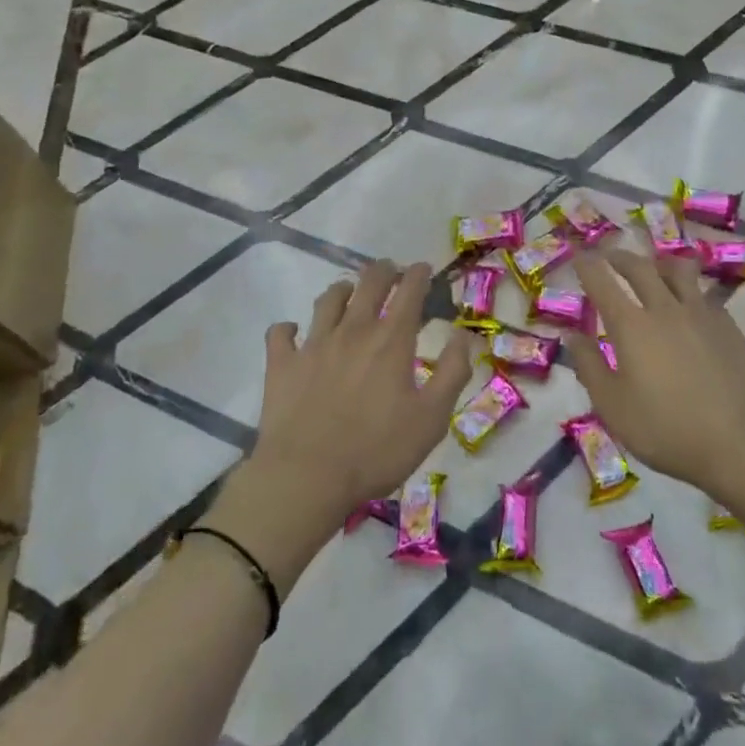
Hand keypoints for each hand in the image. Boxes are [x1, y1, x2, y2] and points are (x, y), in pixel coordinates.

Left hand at [249, 259, 473, 525]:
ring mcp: (313, 344)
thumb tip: (463, 335)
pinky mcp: (282, 364)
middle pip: (368, 284)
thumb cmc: (377, 451)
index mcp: (391, 341)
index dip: (418, 274)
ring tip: (348, 291)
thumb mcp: (432, 418)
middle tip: (390, 270)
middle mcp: (353, 331)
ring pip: (327, 300)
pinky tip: (293, 332)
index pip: (409, 292)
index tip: (422, 268)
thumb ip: (452, 372)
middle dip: (383, 271)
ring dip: (342, 290)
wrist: (307, 476)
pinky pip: (281, 332)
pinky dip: (288, 328)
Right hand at [566, 250, 744, 498]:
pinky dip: (689, 289)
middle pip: (640, 268)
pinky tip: (690, 303)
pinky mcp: (729, 326)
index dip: (587, 264)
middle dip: (619, 257)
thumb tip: (570, 336)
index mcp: (631, 326)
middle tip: (609, 257)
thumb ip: (589, 366)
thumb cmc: (666, 430)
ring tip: (653, 268)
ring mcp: (702, 314)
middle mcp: (665, 308)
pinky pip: (704, 294)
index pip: (602, 282)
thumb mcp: (613, 407)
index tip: (578, 254)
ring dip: (659, 264)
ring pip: (678, 271)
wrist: (741, 444)